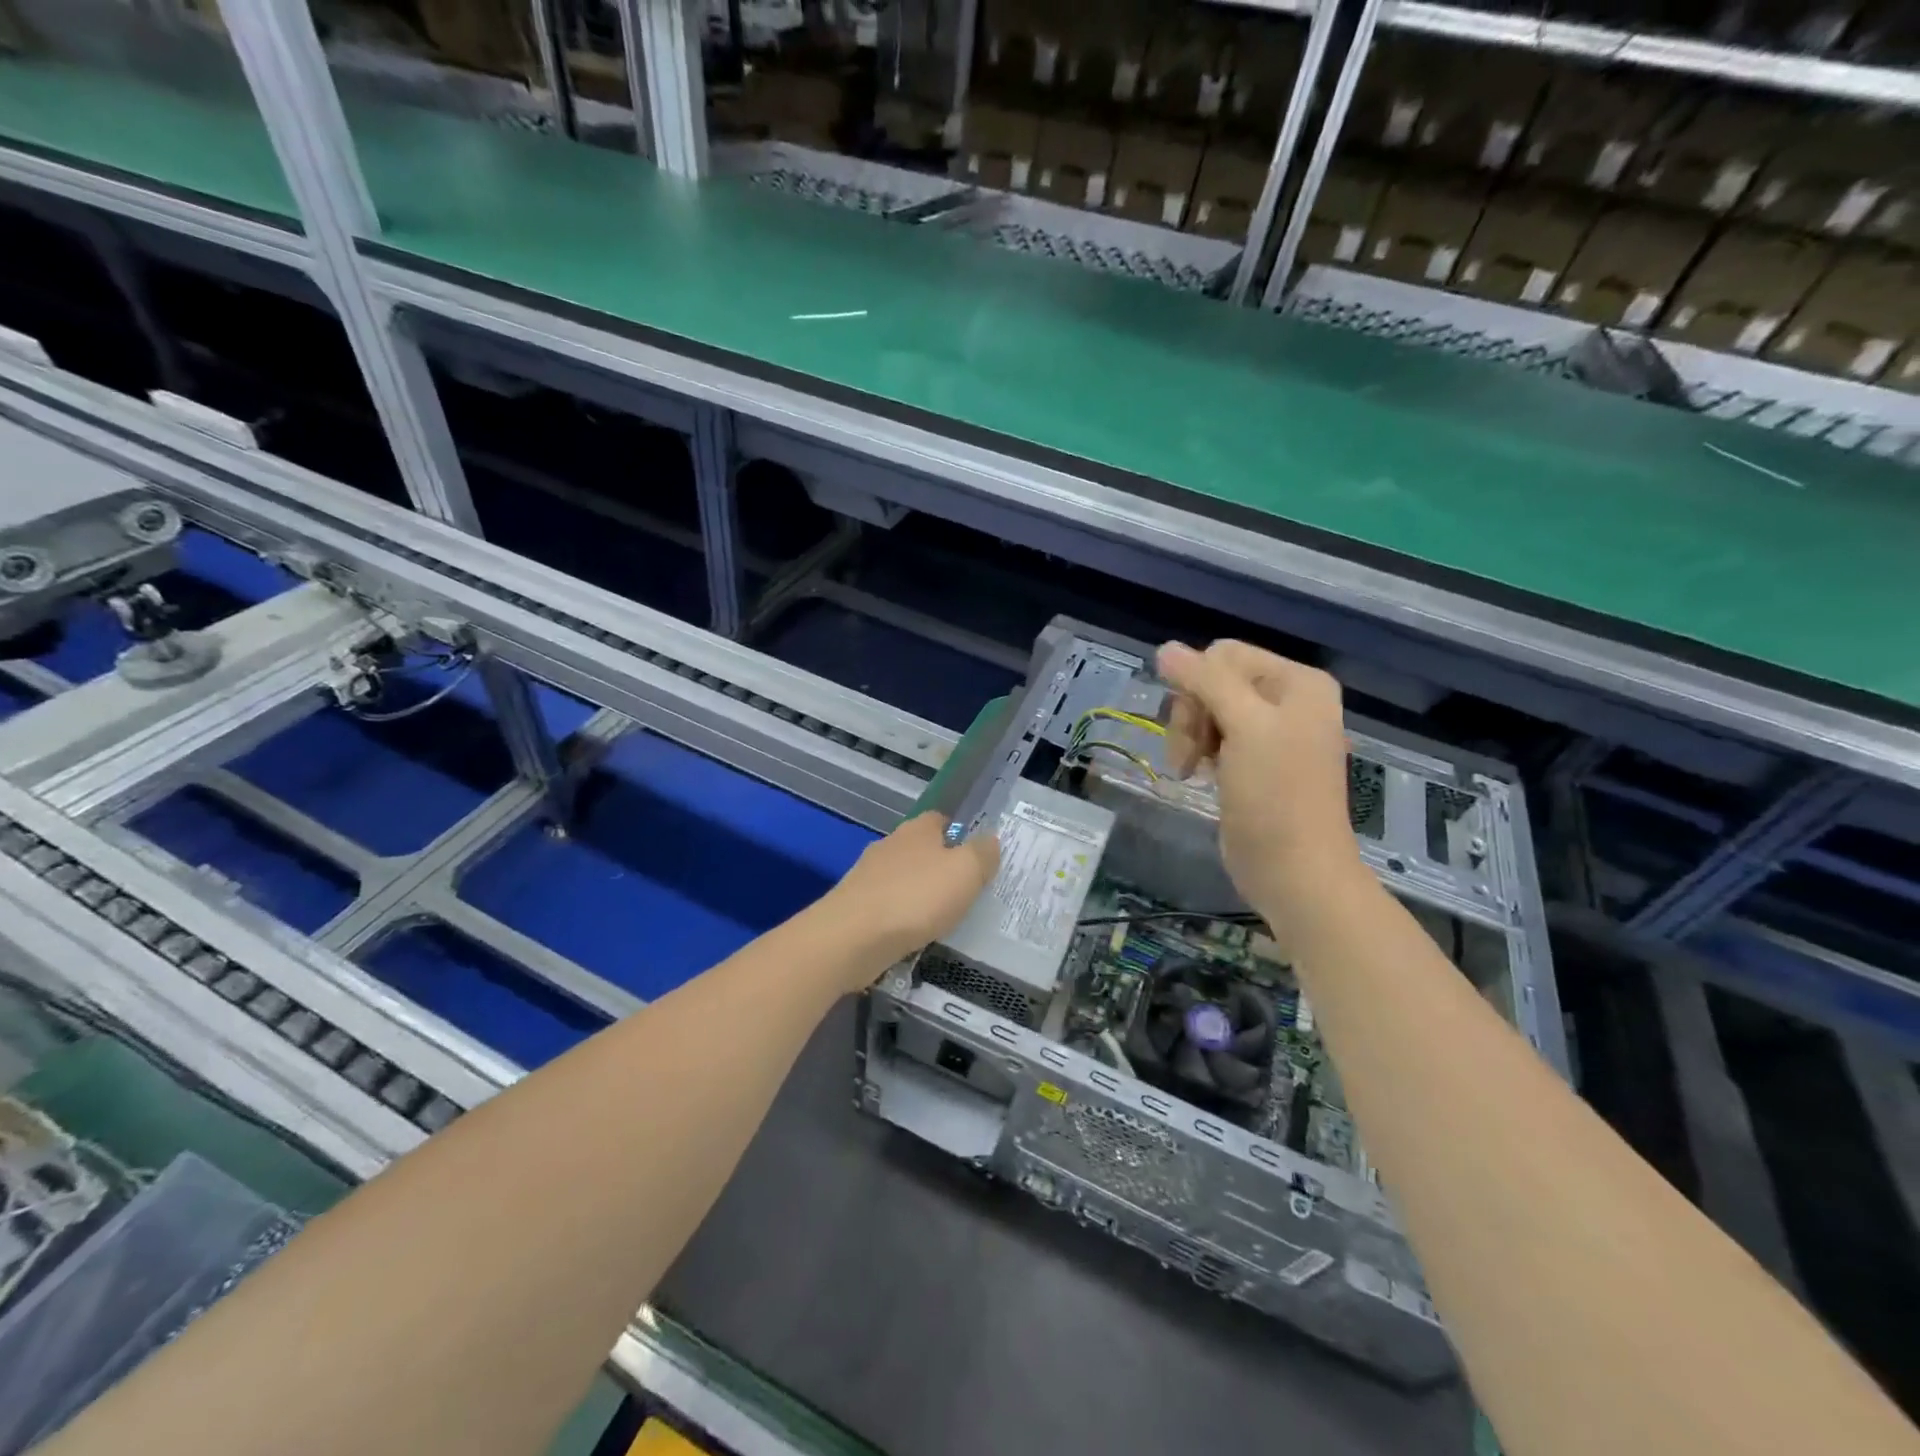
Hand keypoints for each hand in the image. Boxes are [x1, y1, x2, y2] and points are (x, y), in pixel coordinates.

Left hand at [822, 812, 999, 977]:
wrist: (851, 937)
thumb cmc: (915, 898)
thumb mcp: (966, 872)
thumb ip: (982, 853)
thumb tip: (990, 839)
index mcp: (917, 830)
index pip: (940, 819)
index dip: (958, 834)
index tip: (975, 856)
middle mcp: (890, 845)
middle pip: (920, 849)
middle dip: (939, 866)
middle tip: (964, 890)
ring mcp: (868, 876)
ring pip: (902, 878)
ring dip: (919, 893)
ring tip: (942, 917)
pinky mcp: (855, 906)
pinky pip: (888, 906)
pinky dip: (901, 917)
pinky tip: (913, 934)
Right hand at [1157, 640, 1363, 916]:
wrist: (1293, 871)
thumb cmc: (1275, 796)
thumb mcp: (1244, 727)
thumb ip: (1206, 681)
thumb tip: (1165, 648)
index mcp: (1298, 682)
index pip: (1224, 655)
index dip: (1199, 686)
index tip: (1197, 728)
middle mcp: (1288, 700)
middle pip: (1213, 681)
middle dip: (1193, 715)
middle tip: (1190, 755)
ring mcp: (1271, 732)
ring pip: (1207, 709)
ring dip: (1191, 736)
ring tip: (1191, 769)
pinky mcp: (1253, 761)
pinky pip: (1214, 736)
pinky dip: (1200, 752)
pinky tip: (1201, 775)